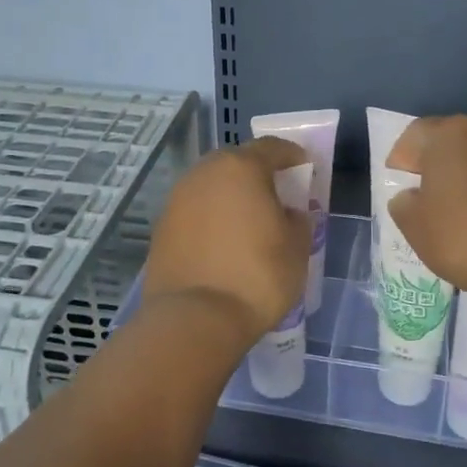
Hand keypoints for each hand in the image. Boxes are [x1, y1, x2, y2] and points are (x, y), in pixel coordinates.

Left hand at [142, 137, 310, 342]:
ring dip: (231, 196)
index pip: (272, 148)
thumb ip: (297, 220)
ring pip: (212, 187)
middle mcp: (204, 174)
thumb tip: (287, 213)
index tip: (305, 168)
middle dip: (257, 174)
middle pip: (236, 162)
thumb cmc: (257, 275)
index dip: (292, 155)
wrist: (195, 319)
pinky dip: (211, 219)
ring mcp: (177, 200)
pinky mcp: (161, 228)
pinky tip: (223, 243)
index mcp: (241, 167)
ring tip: (249, 221)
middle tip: (276, 195)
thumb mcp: (297, 247)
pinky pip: (195, 212)